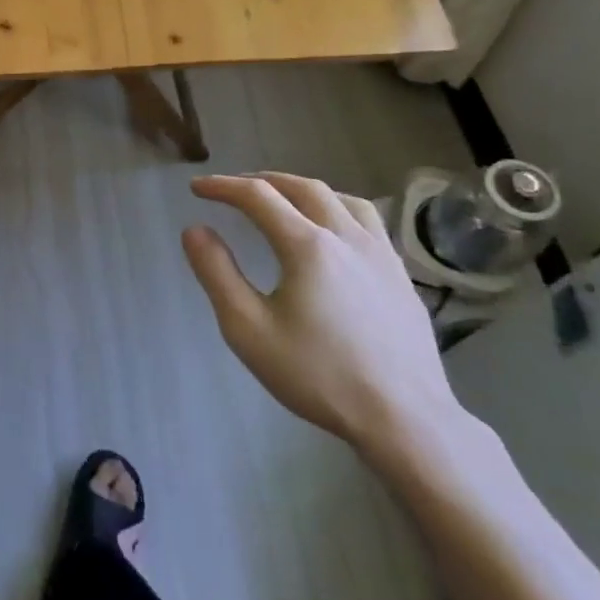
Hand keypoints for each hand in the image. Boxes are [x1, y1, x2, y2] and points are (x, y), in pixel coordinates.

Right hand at [181, 173, 461, 454]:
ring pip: (343, 199)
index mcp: (308, 246)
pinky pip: (368, 222)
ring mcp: (382, 255)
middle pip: (303, 188)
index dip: (223, 186)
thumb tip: (195, 230)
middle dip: (263, 181)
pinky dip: (338, 209)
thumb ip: (218, 274)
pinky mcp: (401, 276)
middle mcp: (347, 237)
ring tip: (284, 199)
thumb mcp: (248, 329)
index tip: (197, 188)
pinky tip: (334, 234)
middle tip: (235, 189)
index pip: (258, 196)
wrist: (405, 419)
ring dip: (305, 190)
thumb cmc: (319, 375)